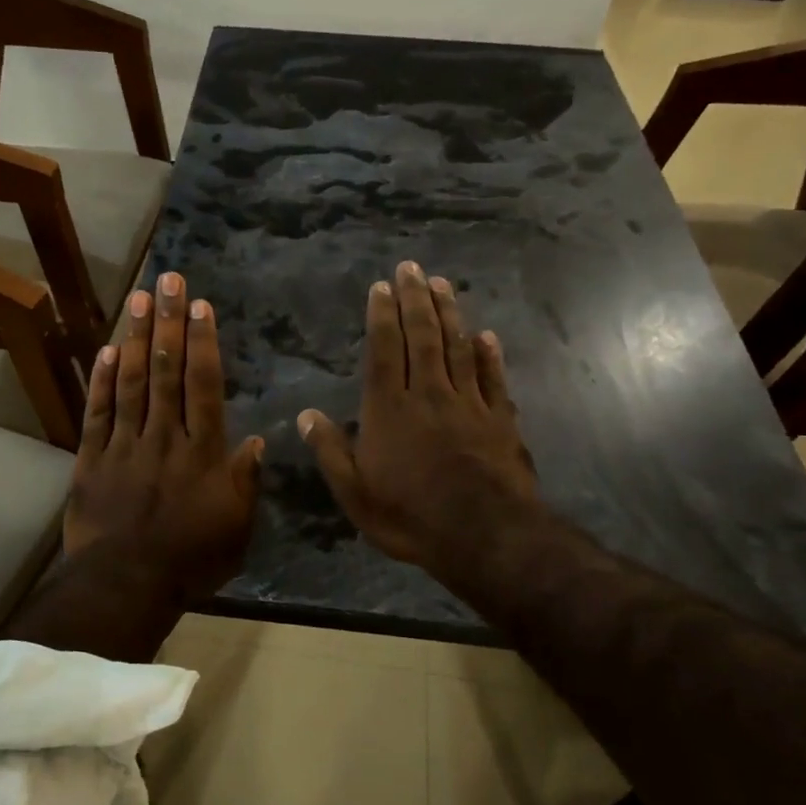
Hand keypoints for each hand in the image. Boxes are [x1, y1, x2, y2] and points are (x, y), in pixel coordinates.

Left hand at [64, 271, 264, 598]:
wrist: (125, 584)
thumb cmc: (190, 559)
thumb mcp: (236, 527)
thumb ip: (245, 481)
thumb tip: (256, 439)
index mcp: (201, 452)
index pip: (203, 385)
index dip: (202, 342)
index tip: (199, 305)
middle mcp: (163, 437)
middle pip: (166, 370)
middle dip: (168, 322)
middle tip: (168, 279)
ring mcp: (124, 445)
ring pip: (131, 382)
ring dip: (136, 337)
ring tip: (139, 298)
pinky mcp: (90, 459)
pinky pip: (97, 412)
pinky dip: (101, 380)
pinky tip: (106, 349)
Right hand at [297, 261, 549, 595]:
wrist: (485, 536)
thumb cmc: (410, 516)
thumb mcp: (355, 492)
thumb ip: (330, 451)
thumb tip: (305, 415)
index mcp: (389, 409)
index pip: (384, 350)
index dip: (382, 315)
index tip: (381, 286)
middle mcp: (429, 394)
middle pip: (423, 337)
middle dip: (415, 299)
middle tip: (411, 268)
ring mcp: (469, 404)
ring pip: (457, 348)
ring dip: (449, 314)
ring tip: (443, 284)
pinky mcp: (500, 421)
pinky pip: (493, 379)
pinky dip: (489, 355)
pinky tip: (486, 336)